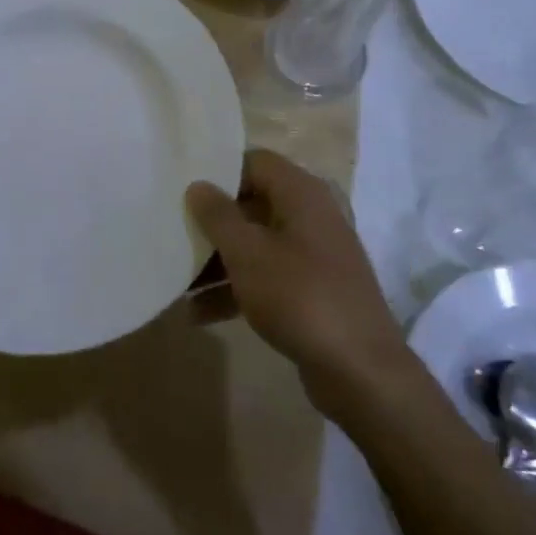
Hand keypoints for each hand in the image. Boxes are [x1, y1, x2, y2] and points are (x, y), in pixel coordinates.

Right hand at [185, 150, 409, 414]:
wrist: (361, 372)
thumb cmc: (300, 296)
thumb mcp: (248, 252)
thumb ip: (218, 215)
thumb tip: (198, 185)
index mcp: (301, 193)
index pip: (255, 161)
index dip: (219, 171)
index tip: (183, 188)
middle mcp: (311, 216)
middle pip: (252, 204)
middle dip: (212, 223)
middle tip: (174, 233)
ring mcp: (314, 256)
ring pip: (256, 244)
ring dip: (218, 261)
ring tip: (178, 281)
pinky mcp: (312, 292)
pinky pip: (267, 277)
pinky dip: (236, 289)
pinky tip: (199, 313)